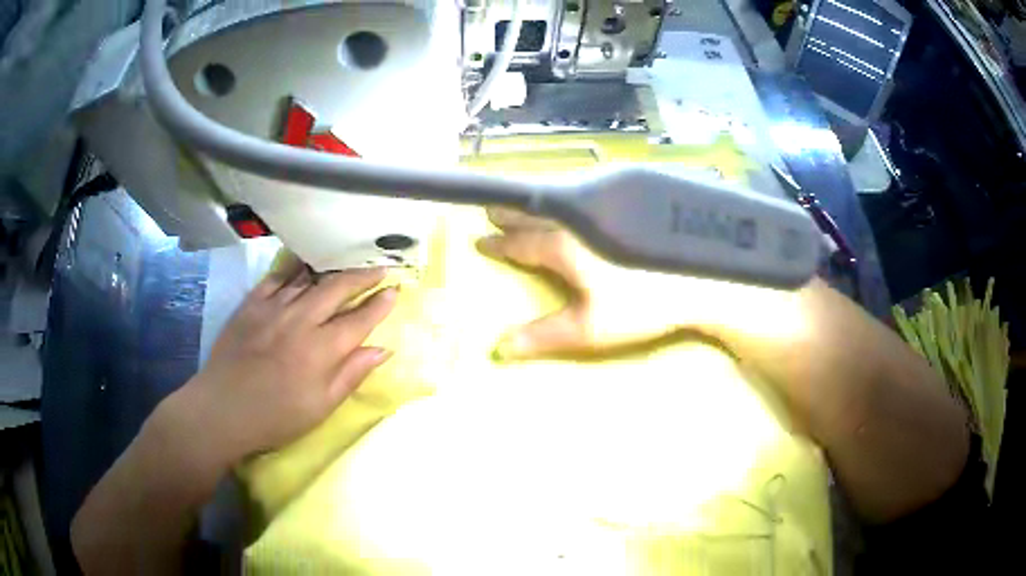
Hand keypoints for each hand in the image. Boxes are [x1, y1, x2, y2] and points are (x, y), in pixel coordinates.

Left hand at [180, 259, 397, 461]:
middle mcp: (300, 320)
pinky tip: (303, 267)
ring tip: (347, 264)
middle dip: (362, 276)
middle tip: (379, 270)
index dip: (379, 305)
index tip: (395, 291)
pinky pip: (278, 278)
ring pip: (309, 278)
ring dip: (332, 270)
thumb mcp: (320, 407)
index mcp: (321, 350)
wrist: (222, 409)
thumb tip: (382, 350)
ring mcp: (273, 308)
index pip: (359, 320)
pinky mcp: (251, 304)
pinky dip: (294, 270)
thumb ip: (351, 375)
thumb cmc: (276, 417)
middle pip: (337, 288)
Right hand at [477, 208, 806, 360]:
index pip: (522, 243)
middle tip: (494, 209)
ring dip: (539, 201)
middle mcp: (580, 219)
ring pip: (562, 199)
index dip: (500, 244)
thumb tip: (497, 350)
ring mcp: (608, 206)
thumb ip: (542, 337)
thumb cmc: (642, 305)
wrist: (700, 278)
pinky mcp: (632, 202)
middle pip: (538, 213)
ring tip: (528, 202)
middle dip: (513, 213)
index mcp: (565, 245)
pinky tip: (578, 202)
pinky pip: (587, 195)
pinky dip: (570, 198)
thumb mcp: (589, 328)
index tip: (481, 239)